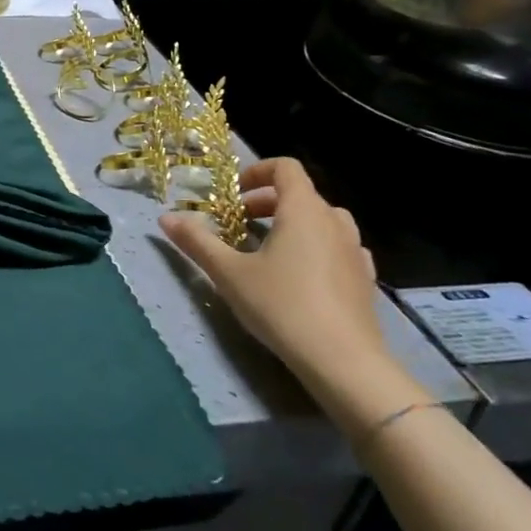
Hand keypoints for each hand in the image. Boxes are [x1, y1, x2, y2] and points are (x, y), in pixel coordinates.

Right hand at [161, 158, 418, 426]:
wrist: (343, 362)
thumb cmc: (282, 306)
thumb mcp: (229, 273)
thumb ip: (197, 242)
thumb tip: (166, 218)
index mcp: (303, 210)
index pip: (285, 168)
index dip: (257, 171)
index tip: (234, 194)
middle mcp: (334, 222)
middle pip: (301, 194)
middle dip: (267, 202)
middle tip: (241, 224)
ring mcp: (354, 251)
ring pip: (324, 221)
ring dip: (295, 223)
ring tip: (270, 249)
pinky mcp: (365, 280)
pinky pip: (340, 248)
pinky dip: (318, 248)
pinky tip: (302, 275)